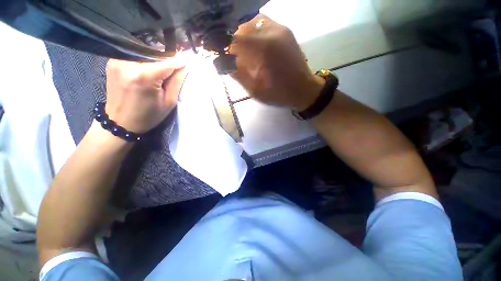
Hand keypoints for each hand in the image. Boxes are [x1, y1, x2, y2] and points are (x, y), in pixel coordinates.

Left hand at [105, 58, 186, 132]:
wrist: (120, 122)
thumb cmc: (148, 116)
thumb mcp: (169, 102)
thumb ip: (177, 81)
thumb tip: (184, 66)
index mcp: (145, 77)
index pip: (168, 62)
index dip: (180, 60)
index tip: (190, 56)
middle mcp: (128, 64)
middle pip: (155, 54)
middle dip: (168, 58)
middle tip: (178, 63)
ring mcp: (118, 61)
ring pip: (145, 52)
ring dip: (157, 57)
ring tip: (164, 66)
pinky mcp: (113, 62)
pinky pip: (134, 55)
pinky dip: (145, 59)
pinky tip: (150, 66)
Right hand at [230, 14, 324, 109]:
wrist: (304, 89)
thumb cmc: (280, 94)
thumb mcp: (256, 90)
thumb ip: (238, 75)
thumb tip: (223, 63)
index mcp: (264, 48)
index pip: (235, 37)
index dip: (223, 44)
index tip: (218, 53)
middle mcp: (272, 32)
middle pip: (242, 27)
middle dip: (233, 40)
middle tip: (230, 55)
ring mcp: (281, 28)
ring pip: (252, 22)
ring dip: (243, 35)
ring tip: (242, 50)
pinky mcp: (285, 31)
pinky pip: (263, 24)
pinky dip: (254, 32)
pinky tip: (254, 46)